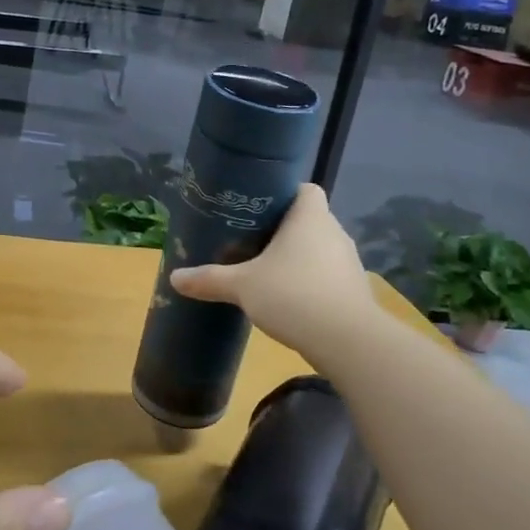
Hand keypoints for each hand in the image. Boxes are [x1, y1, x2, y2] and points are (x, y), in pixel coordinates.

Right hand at [170, 184, 377, 363]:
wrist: (347, 341)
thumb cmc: (293, 295)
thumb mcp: (243, 286)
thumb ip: (210, 279)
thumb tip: (174, 277)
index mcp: (310, 217)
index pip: (305, 189)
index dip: (283, 194)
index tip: (257, 209)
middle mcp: (334, 232)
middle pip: (309, 220)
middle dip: (283, 230)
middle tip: (251, 242)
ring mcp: (348, 262)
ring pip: (319, 249)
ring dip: (298, 258)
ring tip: (267, 272)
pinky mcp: (354, 291)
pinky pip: (327, 276)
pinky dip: (310, 282)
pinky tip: (289, 300)